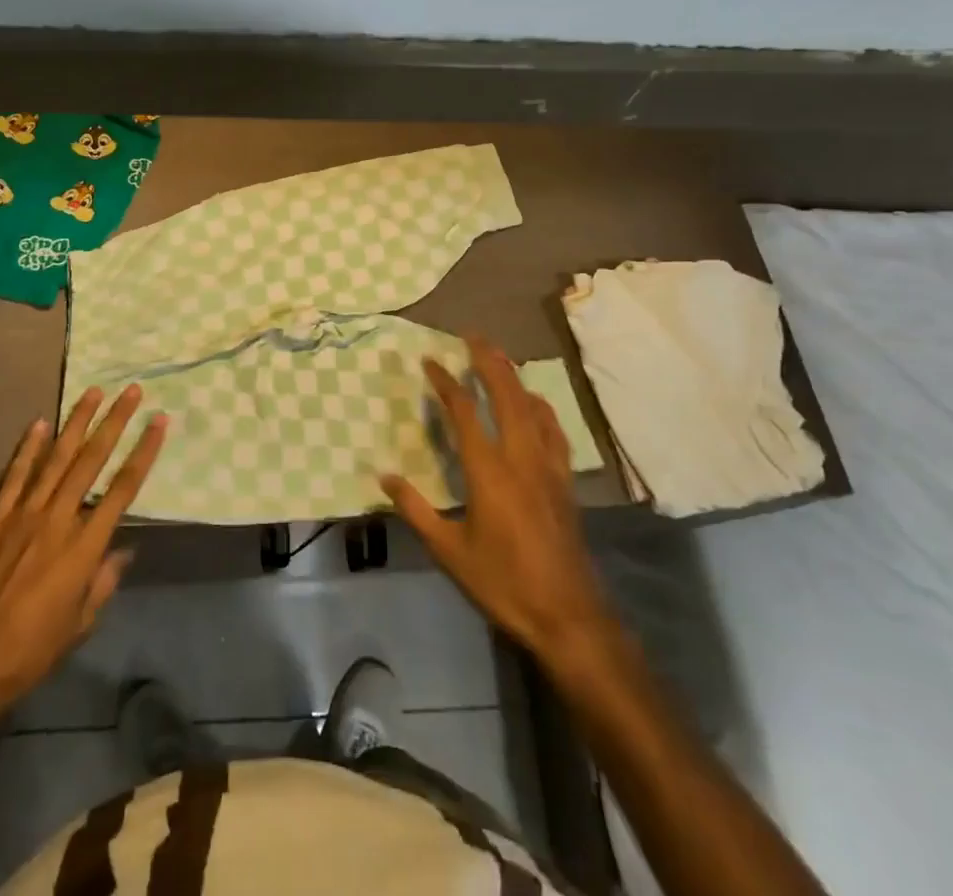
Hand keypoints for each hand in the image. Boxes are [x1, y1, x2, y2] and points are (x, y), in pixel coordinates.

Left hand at [0, 387, 166, 730]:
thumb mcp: (82, 622)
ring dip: (77, 422)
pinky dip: (27, 449)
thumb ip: (104, 580)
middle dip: (115, 422)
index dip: (144, 451)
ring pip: (56, 458)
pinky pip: (14, 476)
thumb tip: (123, 549)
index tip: (160, 421)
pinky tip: (39, 423)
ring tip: (94, 392)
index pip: (123, 488)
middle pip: (92, 461)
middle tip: (132, 391)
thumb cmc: (34, 649)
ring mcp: (22, 515)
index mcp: (84, 546)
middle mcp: (57, 520)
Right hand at [380, 338, 613, 674]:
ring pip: (533, 407)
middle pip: (507, 394)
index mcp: (489, 471)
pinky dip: (541, 407)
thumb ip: (416, 510)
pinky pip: (554, 430)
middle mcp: (521, 457)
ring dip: (515, 377)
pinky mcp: (565, 481)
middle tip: (473, 336)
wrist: (568, 615)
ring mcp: (548, 466)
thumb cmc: (503, 582)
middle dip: (489, 361)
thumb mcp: (449, 551)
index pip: (465, 412)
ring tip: (500, 358)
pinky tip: (535, 404)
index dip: (446, 382)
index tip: (430, 361)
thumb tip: (384, 476)